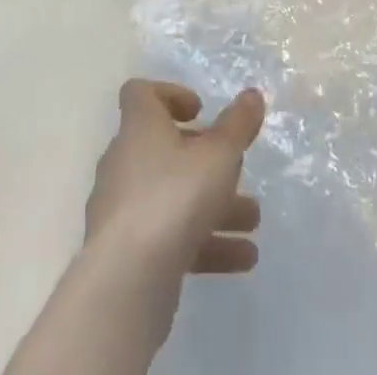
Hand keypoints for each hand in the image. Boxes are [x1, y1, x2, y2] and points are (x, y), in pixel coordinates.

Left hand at [85, 80, 266, 277]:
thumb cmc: (173, 197)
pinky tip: (242, 259)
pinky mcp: (128, 252)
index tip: (199, 111)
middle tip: (236, 169)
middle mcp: (126, 161)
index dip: (170, 95)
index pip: (141, 94)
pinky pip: (169, 237)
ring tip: (253, 220)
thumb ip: (238, 125)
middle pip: (165, 148)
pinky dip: (204, 242)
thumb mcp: (218, 155)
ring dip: (213, 205)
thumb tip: (252, 94)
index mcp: (140, 126)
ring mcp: (124, 209)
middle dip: (206, 160)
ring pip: (173, 196)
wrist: (126, 282)